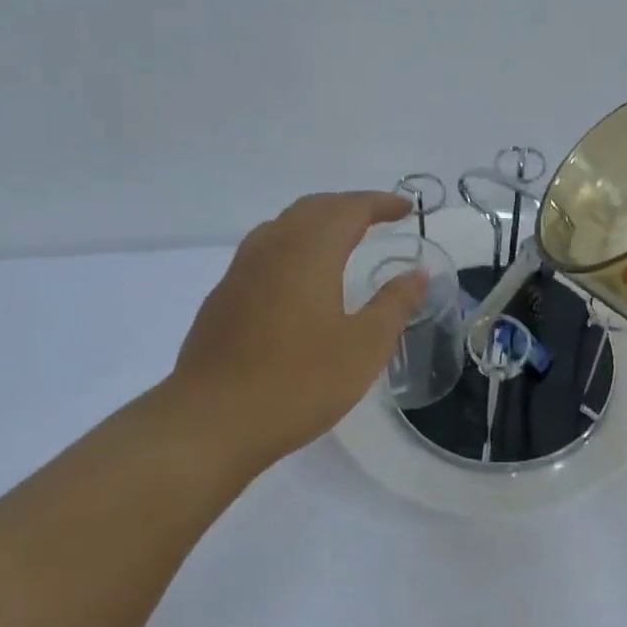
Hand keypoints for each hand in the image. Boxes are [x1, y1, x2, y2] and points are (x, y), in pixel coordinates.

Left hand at [164, 191, 428, 476]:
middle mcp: (271, 248)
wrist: (210, 422)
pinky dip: (294, 246)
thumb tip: (417, 273)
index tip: (407, 208)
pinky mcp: (223, 297)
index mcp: (309, 251)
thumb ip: (394, 304)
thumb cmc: (297, 383)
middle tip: (380, 218)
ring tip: (343, 240)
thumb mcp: (363, 348)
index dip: (381, 203)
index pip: (350, 208)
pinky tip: (299, 278)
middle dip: (350, 206)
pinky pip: (265, 251)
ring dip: (318, 222)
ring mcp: (240, 271)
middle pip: (314, 208)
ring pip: (284, 226)